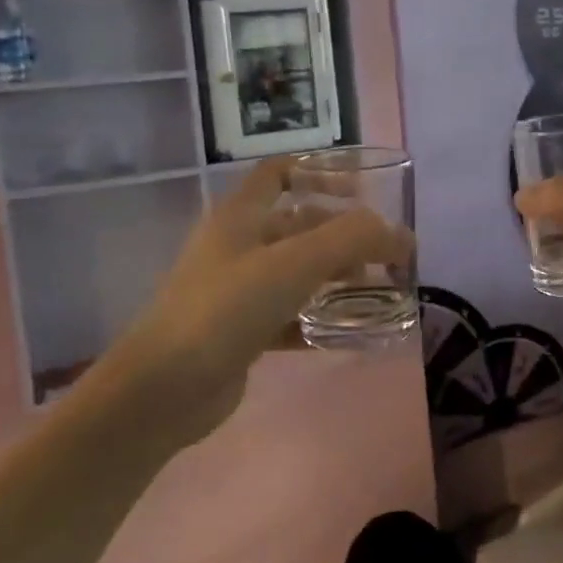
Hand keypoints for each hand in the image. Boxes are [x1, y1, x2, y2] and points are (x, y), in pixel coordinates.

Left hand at [97, 158, 412, 430]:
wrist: (162, 390)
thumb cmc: (226, 309)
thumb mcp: (294, 263)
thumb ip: (352, 240)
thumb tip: (400, 236)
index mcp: (241, 216)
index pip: (280, 172)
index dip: (320, 172)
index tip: (362, 192)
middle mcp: (238, 246)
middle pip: (299, 225)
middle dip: (343, 236)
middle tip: (386, 256)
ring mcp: (237, 291)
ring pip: (298, 272)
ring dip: (337, 278)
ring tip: (378, 292)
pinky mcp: (242, 333)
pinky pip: (291, 316)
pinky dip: (321, 319)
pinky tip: (352, 333)